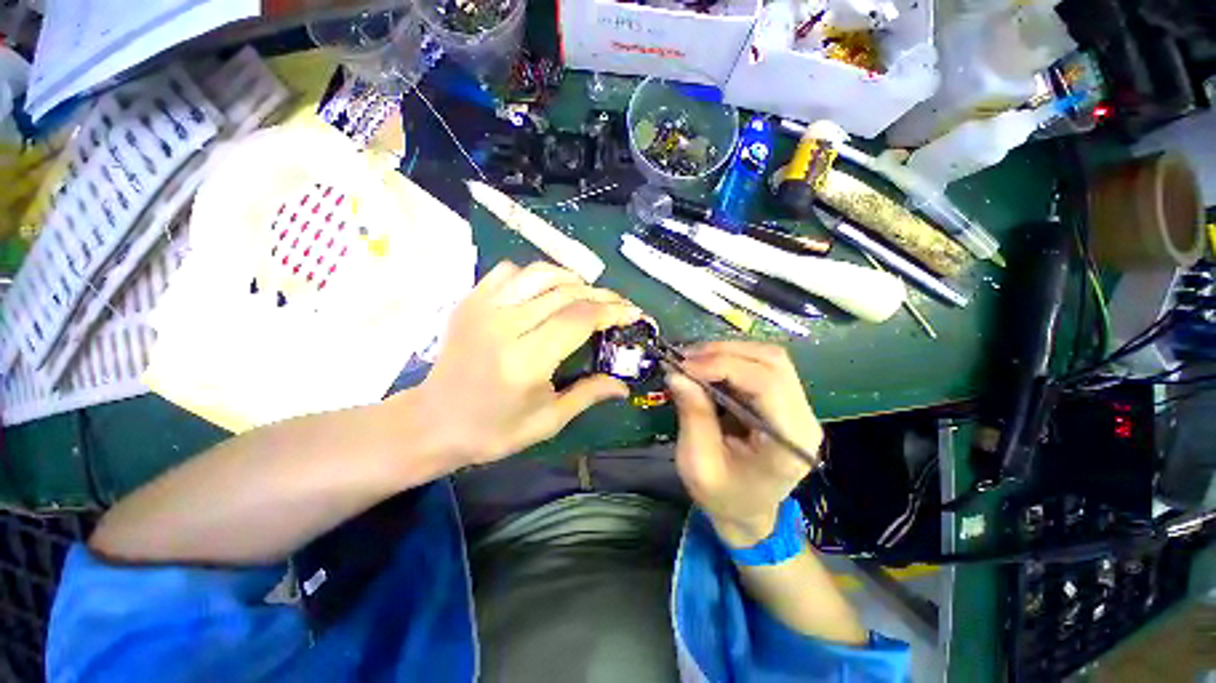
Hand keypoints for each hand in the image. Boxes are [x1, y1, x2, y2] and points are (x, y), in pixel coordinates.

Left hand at [412, 260, 641, 467]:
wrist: (433, 421)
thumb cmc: (493, 430)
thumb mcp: (547, 421)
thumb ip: (588, 395)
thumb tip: (624, 385)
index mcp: (525, 360)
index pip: (579, 319)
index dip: (611, 311)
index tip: (632, 312)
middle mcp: (504, 326)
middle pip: (565, 293)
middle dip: (600, 294)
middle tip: (619, 304)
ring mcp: (483, 307)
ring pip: (540, 274)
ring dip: (572, 279)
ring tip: (589, 293)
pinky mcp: (471, 301)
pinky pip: (510, 272)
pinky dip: (536, 275)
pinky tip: (546, 290)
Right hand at [667, 342, 822, 547]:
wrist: (748, 513)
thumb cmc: (723, 497)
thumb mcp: (698, 463)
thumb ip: (693, 415)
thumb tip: (677, 373)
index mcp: (789, 442)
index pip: (766, 384)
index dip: (723, 366)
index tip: (684, 365)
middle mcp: (803, 418)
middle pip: (772, 362)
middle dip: (724, 352)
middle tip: (685, 357)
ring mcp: (798, 407)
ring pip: (768, 358)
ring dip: (727, 352)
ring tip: (693, 360)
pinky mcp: (784, 401)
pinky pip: (761, 366)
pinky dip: (731, 360)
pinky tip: (707, 366)